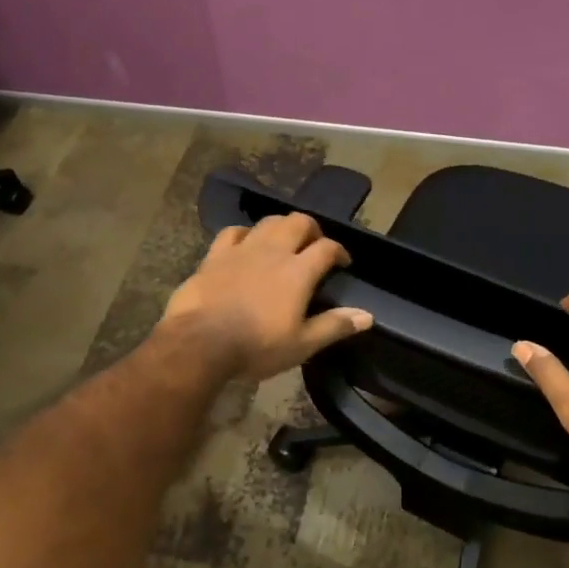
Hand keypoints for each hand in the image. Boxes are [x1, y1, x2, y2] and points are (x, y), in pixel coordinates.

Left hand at [160, 213, 371, 382]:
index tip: (343, 262)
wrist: (200, 342)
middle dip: (312, 229)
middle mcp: (274, 251)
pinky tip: (246, 243)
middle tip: (314, 244)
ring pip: (268, 222)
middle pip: (299, 222)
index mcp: (298, 271)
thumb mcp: (301, 344)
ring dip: (282, 226)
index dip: (339, 251)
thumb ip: (334, 326)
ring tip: (284, 240)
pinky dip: (245, 234)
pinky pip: (233, 232)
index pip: (327, 248)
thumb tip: (368, 316)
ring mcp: (243, 249)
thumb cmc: (256, 346)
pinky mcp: (216, 254)